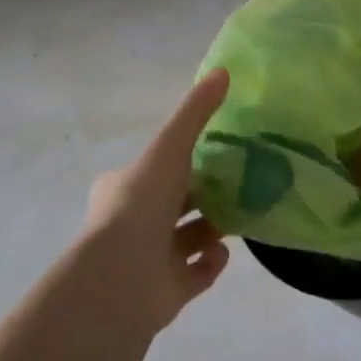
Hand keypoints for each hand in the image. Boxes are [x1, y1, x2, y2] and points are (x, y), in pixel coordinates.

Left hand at [78, 69, 231, 337]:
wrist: (118, 279)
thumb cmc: (140, 205)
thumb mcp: (170, 147)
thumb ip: (196, 112)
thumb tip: (224, 70)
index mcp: (125, 186)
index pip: (158, 168)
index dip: (184, 160)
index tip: (217, 153)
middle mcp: (134, 222)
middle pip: (176, 202)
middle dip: (205, 193)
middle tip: (242, 182)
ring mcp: (149, 258)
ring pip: (188, 237)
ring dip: (214, 225)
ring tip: (242, 212)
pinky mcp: (167, 290)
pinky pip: (197, 272)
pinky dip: (213, 261)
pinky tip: (226, 249)